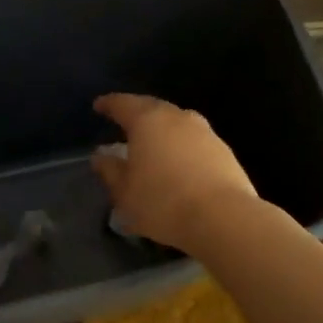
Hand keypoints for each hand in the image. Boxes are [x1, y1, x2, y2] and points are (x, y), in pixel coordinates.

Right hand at [89, 94, 259, 254]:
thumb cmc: (163, 202)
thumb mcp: (125, 192)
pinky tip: (177, 162)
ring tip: (151, 143)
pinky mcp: (224, 150)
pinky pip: (194, 140)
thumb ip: (110, 171)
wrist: (223, 218)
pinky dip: (181, 145)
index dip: (109, 104)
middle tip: (124, 122)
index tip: (99, 106)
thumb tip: (101, 156)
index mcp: (148, 121)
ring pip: (177, 122)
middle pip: (152, 107)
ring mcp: (204, 132)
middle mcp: (177, 117)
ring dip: (162, 129)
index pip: (123, 104)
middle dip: (137, 112)